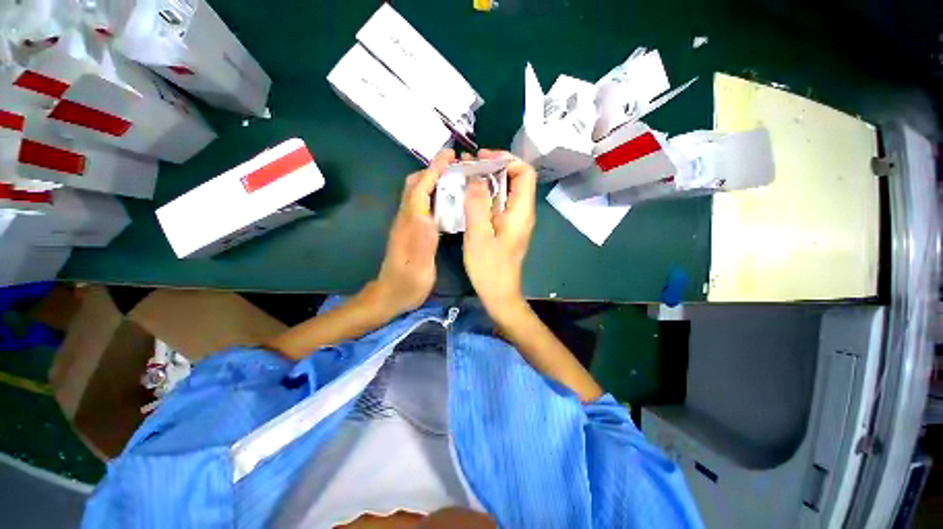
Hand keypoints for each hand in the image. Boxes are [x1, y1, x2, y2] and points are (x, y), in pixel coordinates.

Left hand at [374, 149, 455, 316]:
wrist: (391, 295)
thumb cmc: (409, 283)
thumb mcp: (421, 263)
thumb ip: (425, 237)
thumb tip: (429, 212)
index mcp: (411, 224)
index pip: (421, 188)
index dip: (434, 169)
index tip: (449, 154)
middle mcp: (406, 218)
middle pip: (415, 184)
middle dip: (432, 169)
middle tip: (454, 165)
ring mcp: (407, 224)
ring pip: (417, 193)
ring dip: (432, 180)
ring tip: (453, 177)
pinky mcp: (410, 230)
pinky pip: (420, 204)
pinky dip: (433, 194)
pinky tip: (446, 201)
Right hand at [463, 150, 537, 319]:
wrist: (499, 293)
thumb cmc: (489, 268)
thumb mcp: (479, 236)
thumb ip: (477, 205)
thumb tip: (476, 178)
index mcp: (521, 212)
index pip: (524, 172)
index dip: (506, 159)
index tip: (482, 159)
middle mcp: (522, 212)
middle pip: (516, 178)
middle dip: (494, 166)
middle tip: (470, 166)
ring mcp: (515, 220)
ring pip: (506, 190)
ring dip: (488, 180)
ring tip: (466, 176)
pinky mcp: (507, 227)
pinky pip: (500, 203)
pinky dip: (486, 194)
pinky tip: (470, 196)